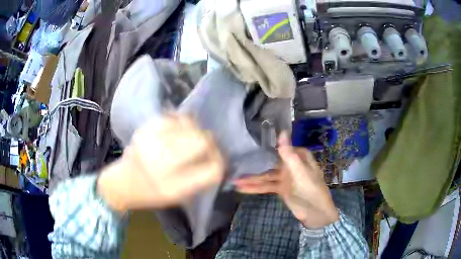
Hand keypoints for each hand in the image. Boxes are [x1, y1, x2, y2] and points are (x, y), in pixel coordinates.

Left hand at [98, 116, 224, 211]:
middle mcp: (162, 162)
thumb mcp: (179, 196)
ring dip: (196, 131)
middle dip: (210, 143)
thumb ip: (200, 177)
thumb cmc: (152, 194)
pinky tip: (179, 130)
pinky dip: (181, 123)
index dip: (220, 161)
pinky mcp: (145, 129)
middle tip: (206, 147)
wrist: (122, 183)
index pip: (213, 168)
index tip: (218, 159)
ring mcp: (151, 141)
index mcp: (174, 186)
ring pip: (190, 125)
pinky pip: (173, 117)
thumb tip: (217, 156)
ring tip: (191, 138)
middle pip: (202, 141)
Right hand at [234, 132, 338, 228]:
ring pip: (266, 176)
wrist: (314, 213)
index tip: (254, 141)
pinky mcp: (280, 189)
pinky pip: (266, 186)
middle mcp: (291, 166)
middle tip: (237, 163)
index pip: (283, 148)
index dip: (270, 145)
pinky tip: (242, 189)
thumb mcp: (300, 171)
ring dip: (251, 179)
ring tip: (234, 181)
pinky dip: (255, 188)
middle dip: (255, 164)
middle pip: (271, 162)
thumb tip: (282, 132)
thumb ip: (289, 154)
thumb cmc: (311, 189)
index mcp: (299, 158)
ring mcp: (285, 178)